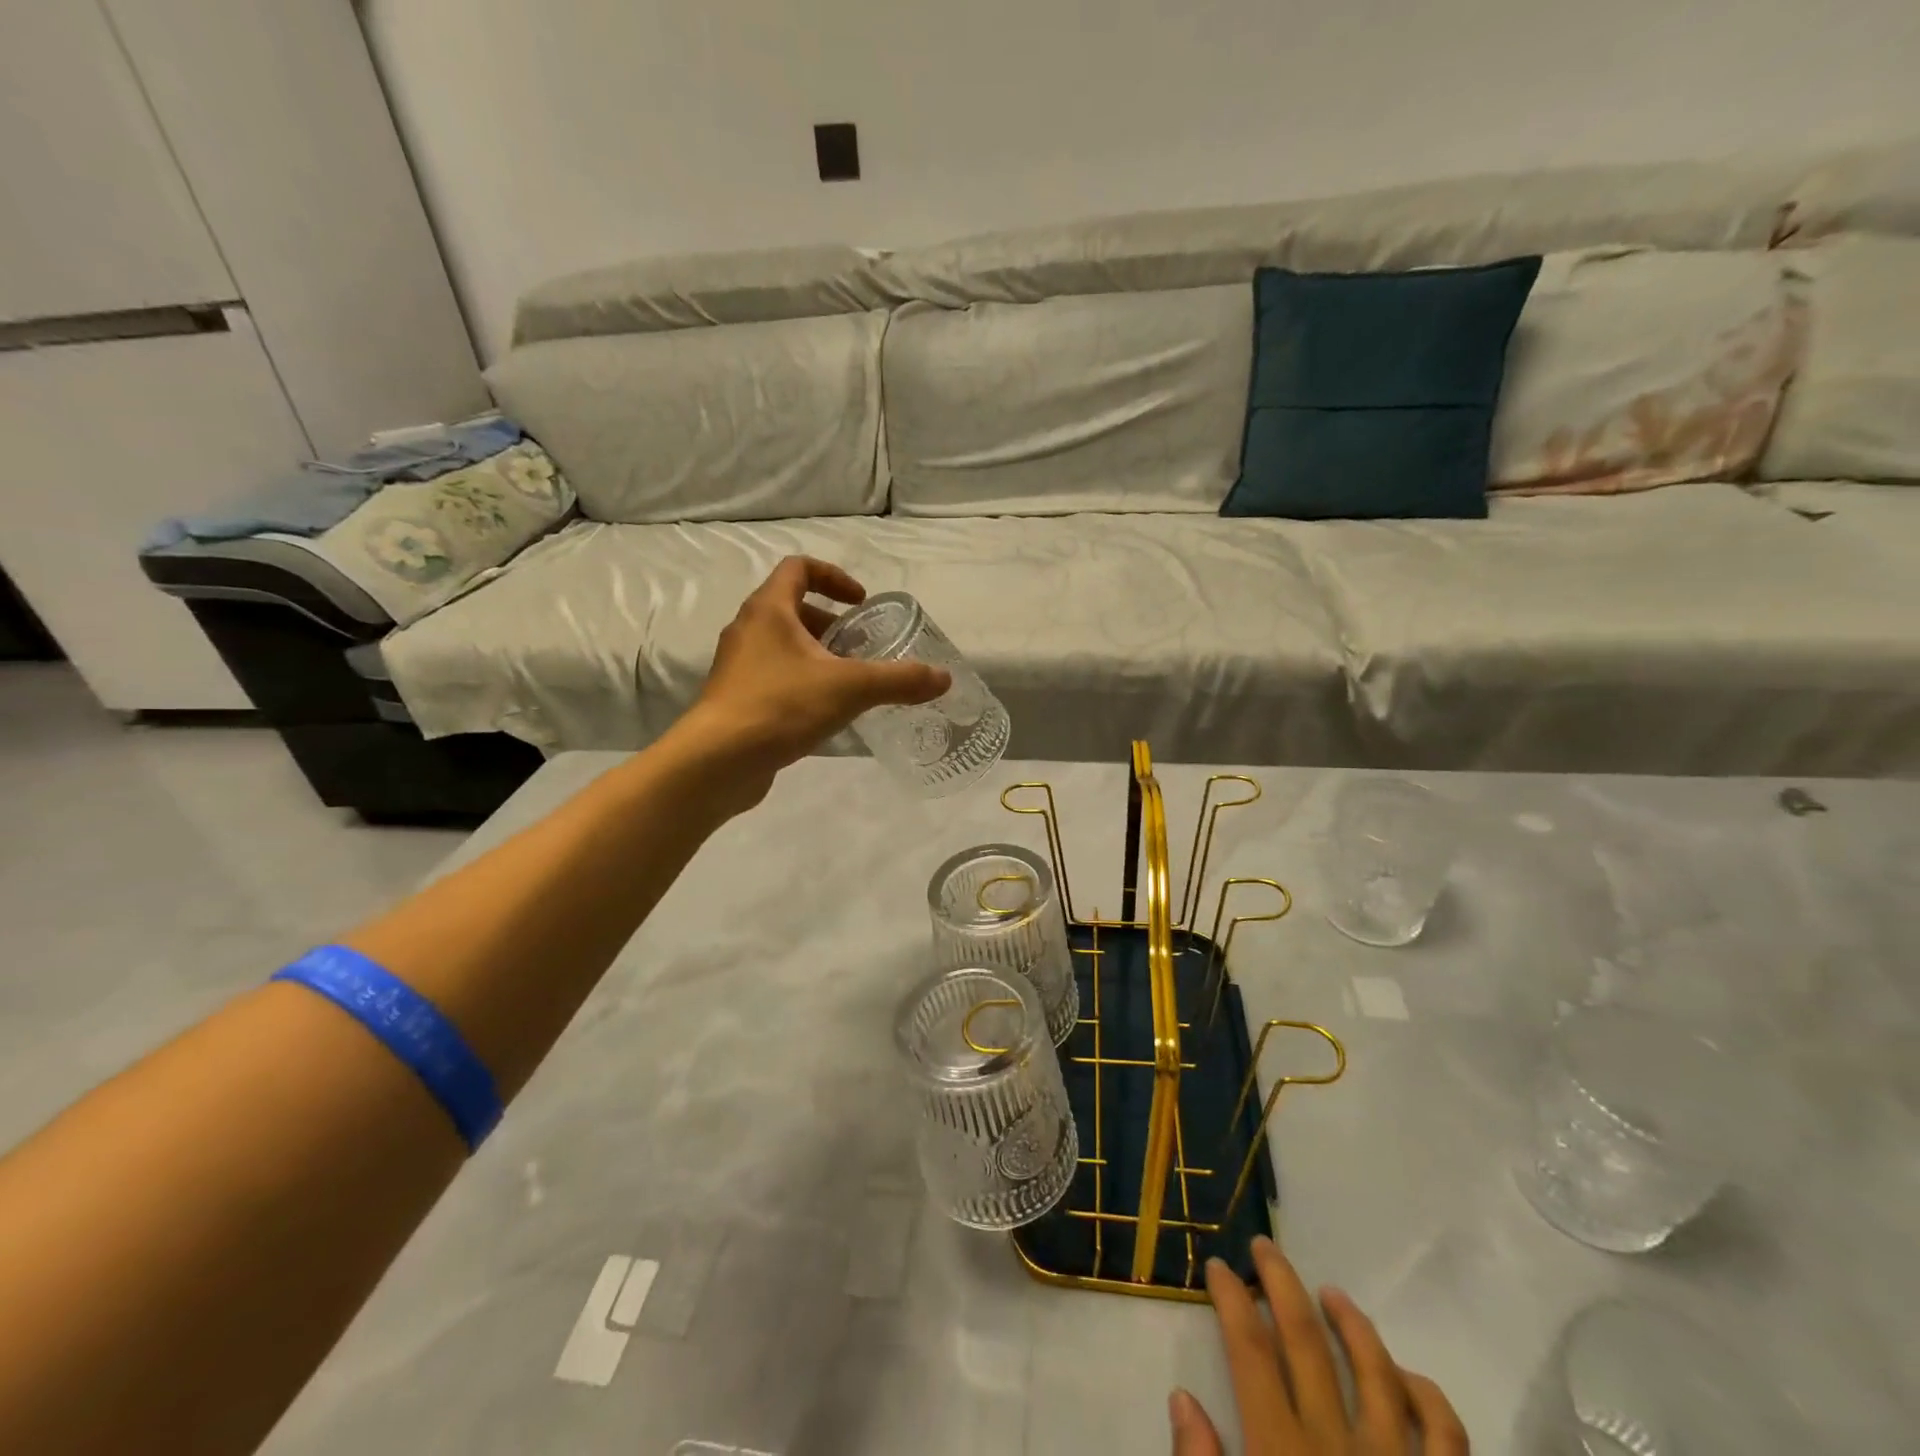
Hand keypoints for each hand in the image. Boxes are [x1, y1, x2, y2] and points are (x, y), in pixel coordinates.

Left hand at [675, 556, 950, 801]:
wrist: (718, 761)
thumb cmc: (781, 706)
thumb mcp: (850, 688)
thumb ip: (899, 680)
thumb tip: (944, 678)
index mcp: (769, 610)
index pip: (799, 569)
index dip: (834, 577)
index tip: (860, 602)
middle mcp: (748, 629)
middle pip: (792, 609)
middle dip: (831, 625)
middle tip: (860, 648)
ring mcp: (737, 666)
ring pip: (783, 646)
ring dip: (817, 656)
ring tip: (848, 683)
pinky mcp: (736, 699)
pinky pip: (774, 677)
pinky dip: (801, 683)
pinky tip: (824, 713)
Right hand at [1170, 1238, 1466, 1455]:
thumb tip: (1182, 1398)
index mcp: (1283, 1454)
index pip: (1250, 1350)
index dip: (1232, 1299)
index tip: (1218, 1267)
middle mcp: (1338, 1447)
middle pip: (1305, 1338)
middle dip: (1281, 1283)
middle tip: (1263, 1246)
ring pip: (1375, 1368)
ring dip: (1350, 1321)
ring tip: (1329, 1293)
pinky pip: (1445, 1432)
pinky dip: (1424, 1392)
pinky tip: (1404, 1374)